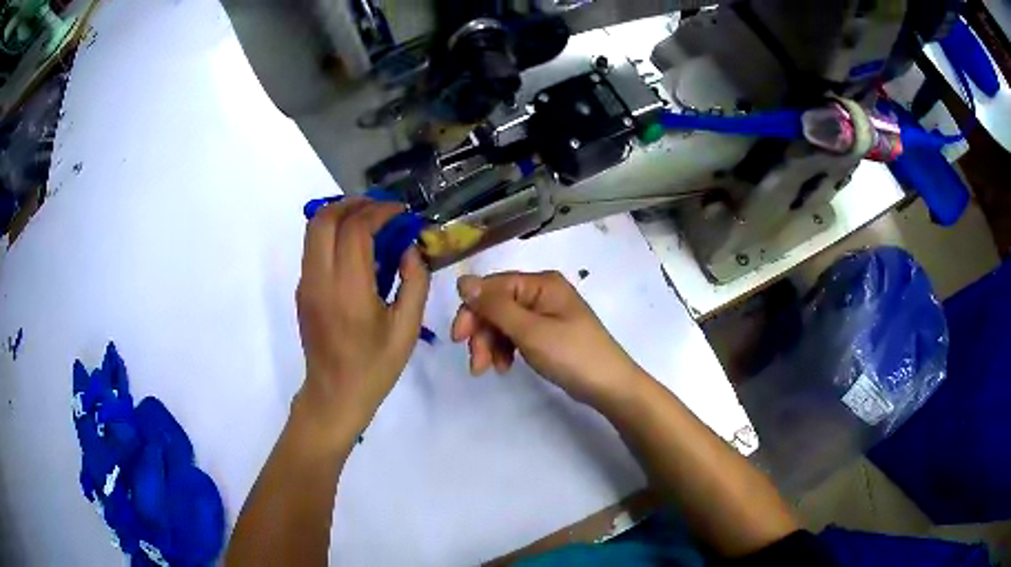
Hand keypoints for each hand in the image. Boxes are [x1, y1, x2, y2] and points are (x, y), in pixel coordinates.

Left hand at [295, 198, 429, 442]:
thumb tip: (409, 249)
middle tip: (381, 209)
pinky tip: (355, 247)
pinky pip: (313, 247)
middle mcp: (320, 279)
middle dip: (354, 204)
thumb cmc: (375, 366)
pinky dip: (333, 233)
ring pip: (313, 228)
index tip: (400, 213)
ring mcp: (306, 283)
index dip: (379, 211)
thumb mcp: (407, 328)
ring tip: (369, 221)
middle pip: (325, 218)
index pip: (355, 229)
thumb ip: (414, 282)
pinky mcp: (302, 289)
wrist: (335, 393)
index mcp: (348, 290)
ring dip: (340, 214)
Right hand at [451, 271, 645, 409]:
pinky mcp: (547, 333)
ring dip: (491, 344)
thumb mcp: (530, 331)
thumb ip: (495, 306)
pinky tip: (505, 367)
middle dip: (482, 333)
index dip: (472, 310)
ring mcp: (546, 313)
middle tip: (477, 364)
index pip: (492, 287)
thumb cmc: (571, 355)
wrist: (609, 386)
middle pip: (496, 305)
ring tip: (490, 370)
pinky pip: (516, 334)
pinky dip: (506, 349)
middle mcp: (542, 292)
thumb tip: (462, 281)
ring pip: (503, 322)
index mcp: (541, 283)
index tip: (458, 340)